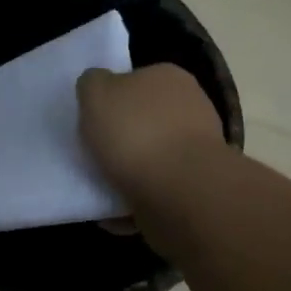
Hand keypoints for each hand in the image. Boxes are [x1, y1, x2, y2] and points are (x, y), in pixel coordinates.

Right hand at [77, 64, 226, 204]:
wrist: (180, 192)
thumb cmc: (135, 131)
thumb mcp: (95, 91)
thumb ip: (92, 82)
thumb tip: (98, 85)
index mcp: (169, 78)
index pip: (136, 79)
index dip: (111, 97)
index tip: (93, 118)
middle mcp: (190, 108)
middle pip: (144, 120)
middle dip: (121, 137)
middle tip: (93, 152)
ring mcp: (197, 151)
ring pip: (150, 159)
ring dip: (126, 173)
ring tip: (97, 186)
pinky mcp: (195, 188)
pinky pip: (154, 192)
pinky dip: (133, 201)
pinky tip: (111, 212)